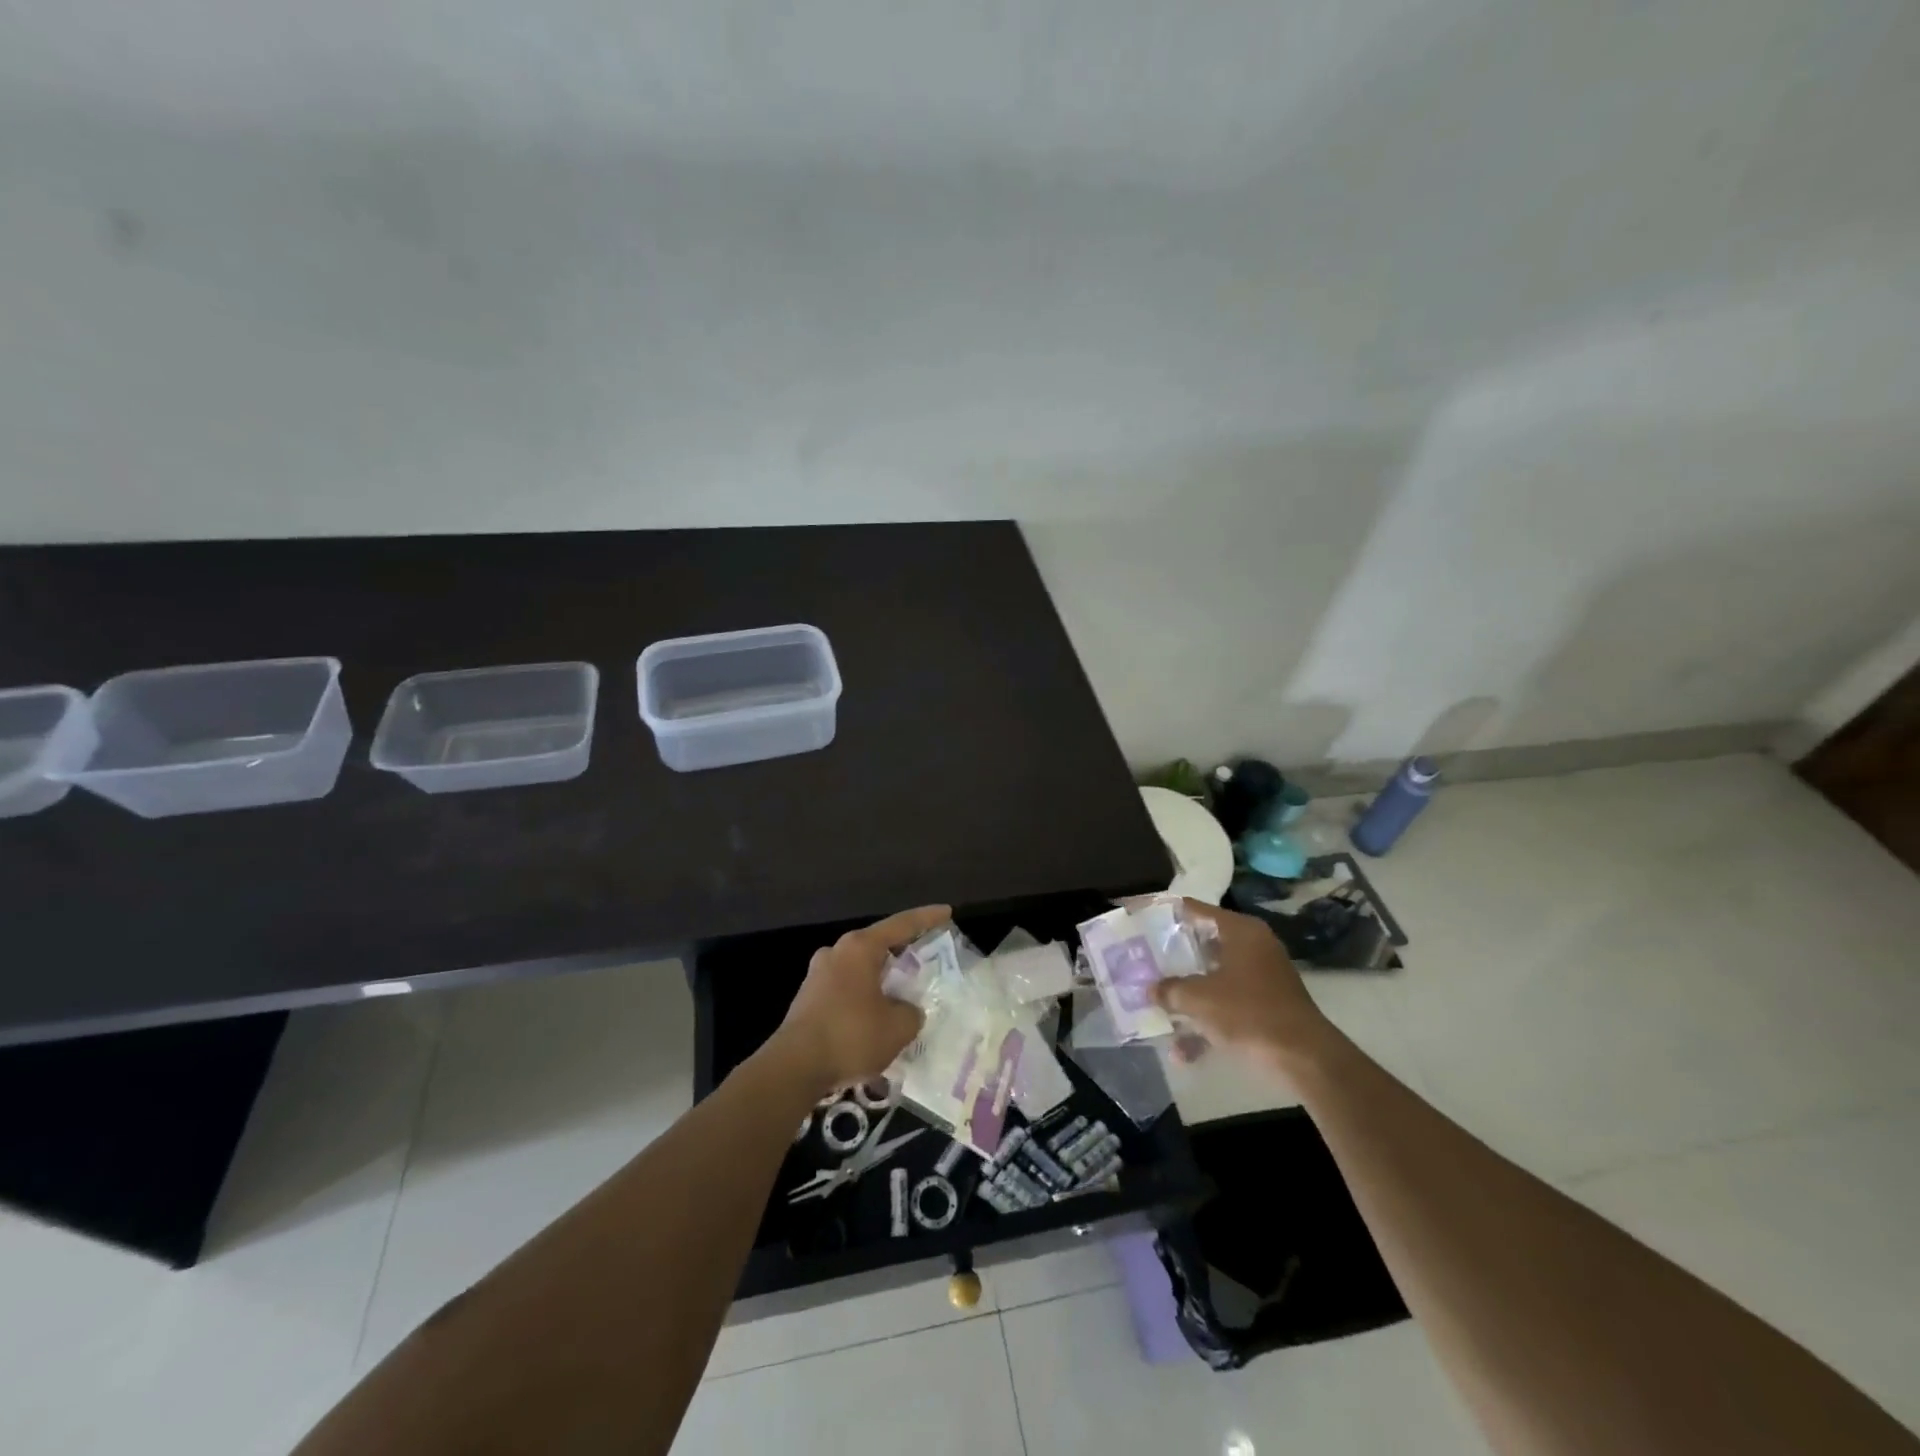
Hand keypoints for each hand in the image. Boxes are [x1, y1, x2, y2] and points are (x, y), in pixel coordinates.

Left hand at [776, 905, 948, 1092]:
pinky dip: (865, 994)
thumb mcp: (898, 1027)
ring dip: (881, 976)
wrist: (793, 1067)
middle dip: (902, 950)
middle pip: (878, 943)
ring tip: (903, 992)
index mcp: (860, 948)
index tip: (946, 911)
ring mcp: (818, 974)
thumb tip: (907, 1010)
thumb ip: (911, 1013)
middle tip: (926, 956)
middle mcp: (837, 952)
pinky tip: (876, 1016)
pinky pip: (846, 987)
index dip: (926, 918)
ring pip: (860, 967)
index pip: (901, 924)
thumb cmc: (851, 1036)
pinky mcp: (809, 998)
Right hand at [1151, 900, 1330, 1071]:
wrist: (1304, 1058)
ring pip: (1214, 980)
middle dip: (1173, 958)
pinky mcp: (1267, 1007)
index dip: (1167, 913)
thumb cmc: (1248, 1012)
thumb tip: (1151, 989)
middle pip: (1203, 945)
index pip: (1196, 910)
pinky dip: (1207, 1024)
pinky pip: (1228, 1007)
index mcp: (1240, 931)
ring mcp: (1262, 978)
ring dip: (1188, 998)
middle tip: (1143, 960)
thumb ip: (1170, 989)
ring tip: (1156, 1009)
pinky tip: (1183, 1053)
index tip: (1141, 917)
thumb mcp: (1199, 998)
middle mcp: (1253, 946)